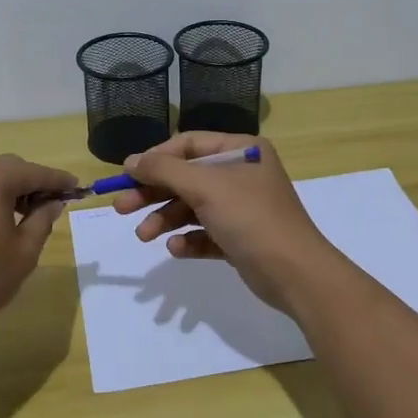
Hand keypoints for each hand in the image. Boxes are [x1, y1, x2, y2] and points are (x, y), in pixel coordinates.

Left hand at [0, 155, 76, 348]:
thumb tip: (53, 203)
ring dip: (8, 190)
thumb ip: (42, 220)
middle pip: (8, 167)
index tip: (77, 188)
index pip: (34, 172)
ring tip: (24, 216)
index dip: (58, 180)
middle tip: (51, 204)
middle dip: (32, 181)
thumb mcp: (23, 253)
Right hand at [108, 134, 338, 311]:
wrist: (295, 274)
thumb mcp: (205, 187)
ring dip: (165, 219)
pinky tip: (176, 249)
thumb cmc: (251, 218)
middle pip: (186, 177)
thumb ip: (165, 170)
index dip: (156, 158)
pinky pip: (204, 233)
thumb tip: (131, 160)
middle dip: (153, 193)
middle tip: (121, 207)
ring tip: (145, 235)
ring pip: (191, 207)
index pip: (189, 144)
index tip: (127, 175)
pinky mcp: (239, 238)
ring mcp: (241, 207)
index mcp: (241, 150)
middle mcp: (241, 174)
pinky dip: (187, 239)